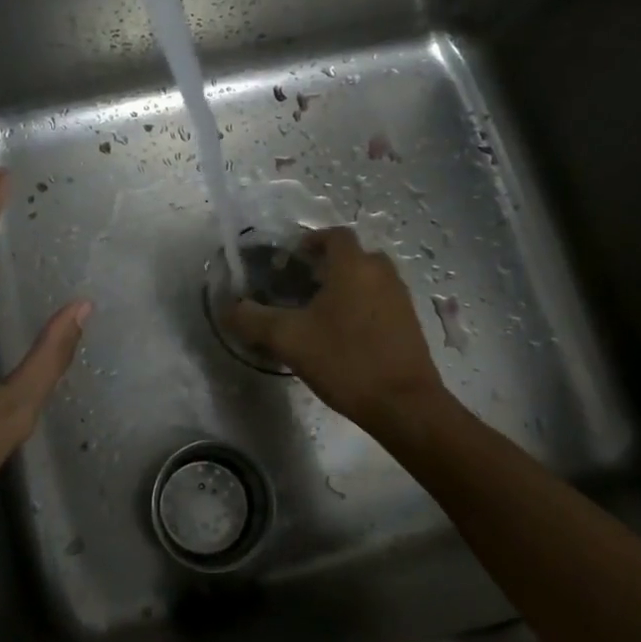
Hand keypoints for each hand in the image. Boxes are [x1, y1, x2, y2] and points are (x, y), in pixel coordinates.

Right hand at [228, 227, 447, 434]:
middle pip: (352, 256)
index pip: (334, 236)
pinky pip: (380, 301)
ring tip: (318, 313)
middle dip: (326, 266)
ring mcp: (400, 298)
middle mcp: (381, 273)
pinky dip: (361, 306)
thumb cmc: (345, 361)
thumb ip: (254, 319)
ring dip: (345, 287)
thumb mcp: (289, 340)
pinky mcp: (410, 323)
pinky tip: (343, 335)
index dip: (311, 241)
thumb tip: (230, 308)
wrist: (404, 405)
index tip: (291, 260)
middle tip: (301, 287)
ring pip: (368, 279)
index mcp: (354, 266)